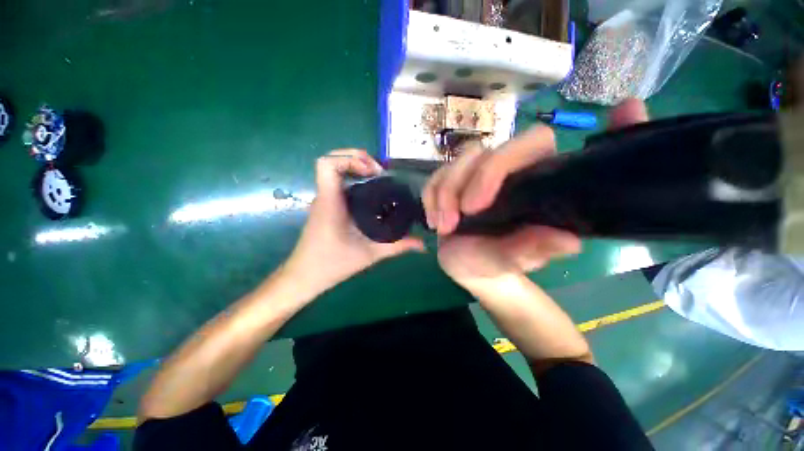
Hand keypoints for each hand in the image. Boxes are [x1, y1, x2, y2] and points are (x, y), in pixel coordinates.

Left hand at [285, 149, 423, 295]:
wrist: (305, 276)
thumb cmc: (332, 264)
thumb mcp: (370, 254)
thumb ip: (397, 247)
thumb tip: (422, 245)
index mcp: (331, 202)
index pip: (327, 165)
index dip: (350, 159)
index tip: (372, 172)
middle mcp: (325, 196)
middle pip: (333, 161)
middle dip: (358, 159)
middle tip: (381, 173)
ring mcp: (324, 200)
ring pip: (336, 171)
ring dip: (357, 168)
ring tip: (379, 179)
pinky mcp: (327, 206)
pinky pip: (339, 184)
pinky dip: (354, 180)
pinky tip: (371, 194)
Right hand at [423, 99, 648, 285]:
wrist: (468, 266)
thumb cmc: (493, 264)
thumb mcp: (508, 261)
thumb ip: (530, 250)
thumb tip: (569, 242)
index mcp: (534, 182)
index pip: (533, 142)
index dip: (500, 165)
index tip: (475, 207)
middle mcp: (507, 170)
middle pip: (481, 152)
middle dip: (458, 185)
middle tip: (450, 223)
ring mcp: (476, 174)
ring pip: (456, 162)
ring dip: (442, 195)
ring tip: (442, 227)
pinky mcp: (453, 181)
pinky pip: (436, 176)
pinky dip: (430, 198)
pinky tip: (434, 221)